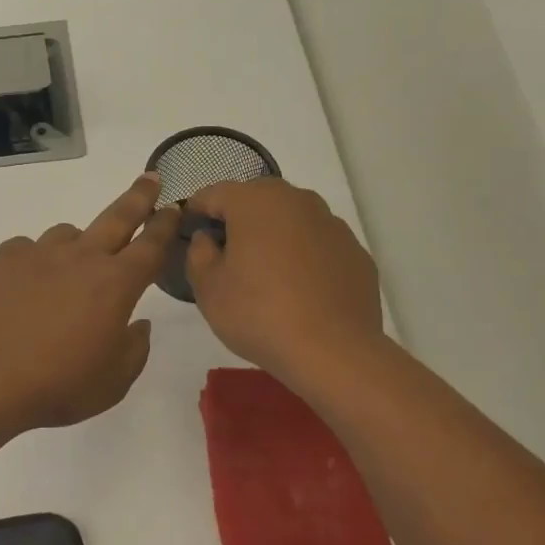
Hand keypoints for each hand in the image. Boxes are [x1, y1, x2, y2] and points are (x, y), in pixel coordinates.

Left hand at [0, 174, 179, 434]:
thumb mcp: (113, 382)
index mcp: (116, 284)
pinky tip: (25, 287)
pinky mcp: (5, 258)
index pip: (151, 246)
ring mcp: (40, 253)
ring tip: (69, 270)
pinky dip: (35, 261)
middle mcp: (82, 258)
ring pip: (68, 233)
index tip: (174, 207)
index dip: (165, 226)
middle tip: (150, 178)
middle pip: (117, 217)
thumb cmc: (59, 385)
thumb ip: (135, 349)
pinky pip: (28, 248)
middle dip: (139, 197)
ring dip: (78, 244)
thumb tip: (138, 324)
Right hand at [185, 178, 383, 384]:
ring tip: (266, 274)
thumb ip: (198, 253)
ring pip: (291, 220)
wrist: (333, 351)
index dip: (197, 212)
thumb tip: (208, 238)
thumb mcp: (208, 288)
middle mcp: (297, 200)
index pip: (214, 193)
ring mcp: (332, 224)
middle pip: (257, 200)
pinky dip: (305, 257)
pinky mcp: (355, 252)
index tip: (189, 234)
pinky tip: (300, 290)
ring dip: (274, 236)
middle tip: (226, 255)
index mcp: (255, 201)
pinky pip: (319, 245)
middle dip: (238, 220)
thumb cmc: (259, 314)